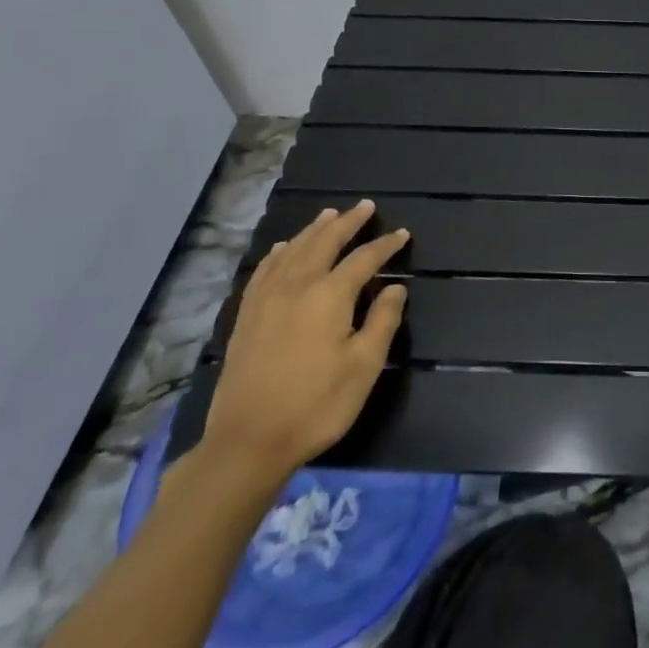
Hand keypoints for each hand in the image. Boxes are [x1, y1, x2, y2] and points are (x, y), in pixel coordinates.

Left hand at [199, 202, 410, 484]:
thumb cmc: (317, 404)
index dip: (385, 245)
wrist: (248, 440)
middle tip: (365, 206)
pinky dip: (279, 252)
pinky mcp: (247, 315)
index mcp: (329, 295)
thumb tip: (395, 288)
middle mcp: (296, 285)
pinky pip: (264, 269)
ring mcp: (266, 298)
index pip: (364, 259)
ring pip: (292, 250)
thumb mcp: (364, 366)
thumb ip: (382, 321)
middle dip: (347, 222)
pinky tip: (282, 249)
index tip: (402, 234)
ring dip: (314, 230)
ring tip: (329, 215)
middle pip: (324, 242)